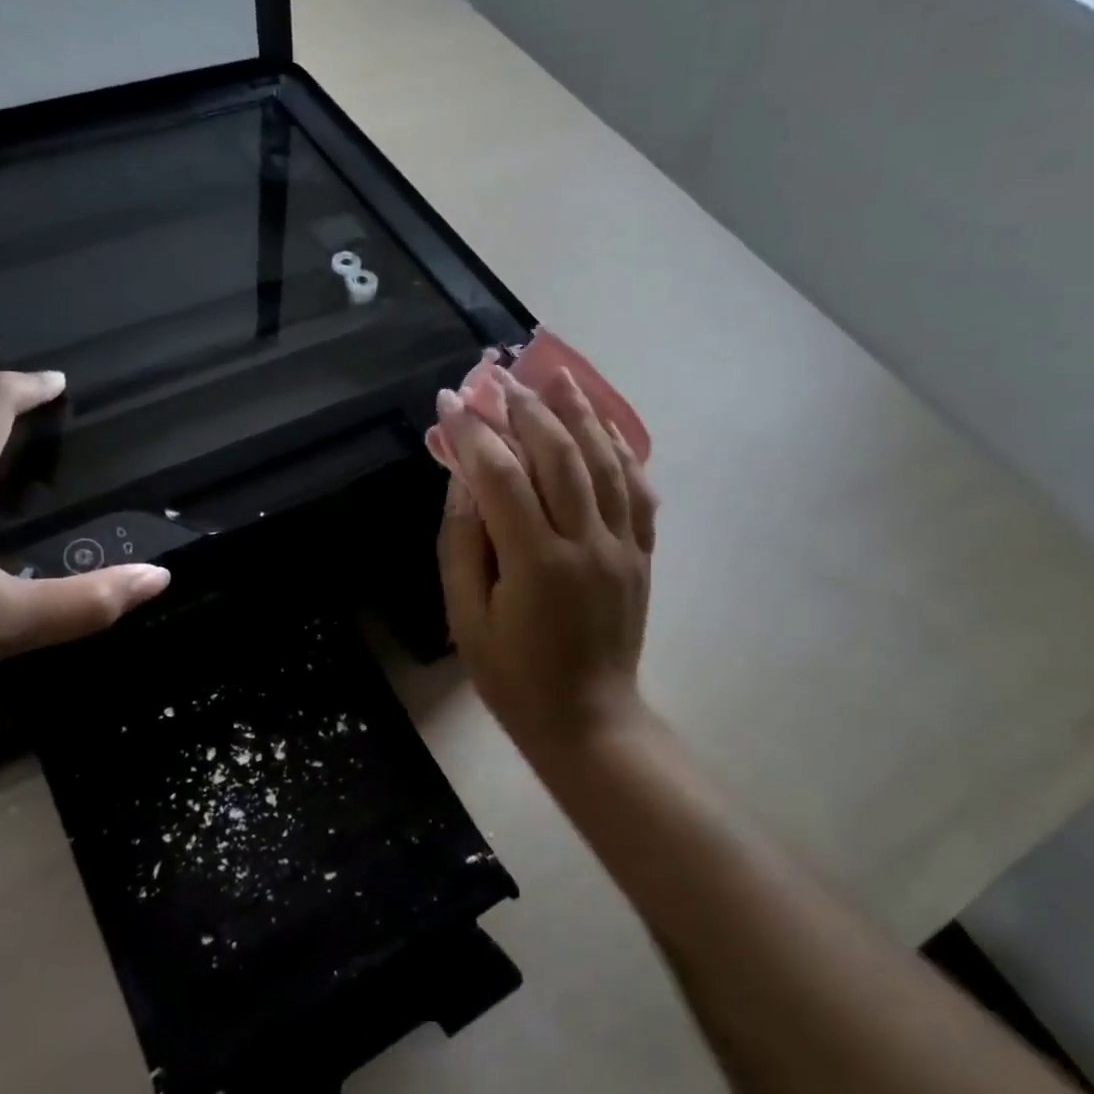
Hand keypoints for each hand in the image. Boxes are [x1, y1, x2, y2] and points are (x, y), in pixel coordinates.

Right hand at [436, 366, 657, 765]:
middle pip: (558, 454)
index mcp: (536, 562)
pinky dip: (621, 449)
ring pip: (604, 460)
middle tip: (497, 375)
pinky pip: (638, 489)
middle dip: (524, 407)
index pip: (501, 476)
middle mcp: (587, 542)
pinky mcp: (643, 553)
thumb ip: (463, 544)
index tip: (450, 400)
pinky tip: (603, 424)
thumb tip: (463, 479)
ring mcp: (623, 545)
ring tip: (554, 375)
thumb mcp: (466, 618)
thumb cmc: (513, 676)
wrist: (588, 718)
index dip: (473, 432)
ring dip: (578, 412)